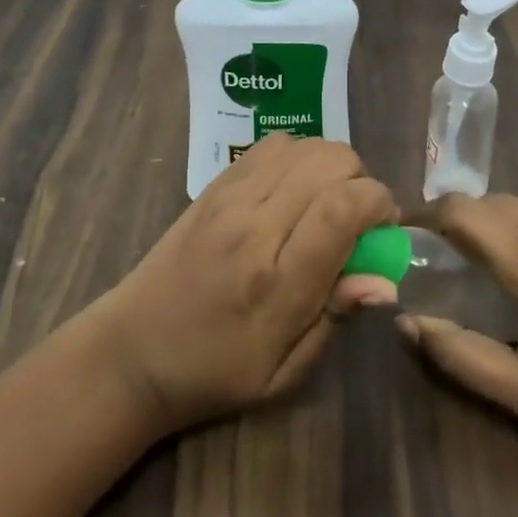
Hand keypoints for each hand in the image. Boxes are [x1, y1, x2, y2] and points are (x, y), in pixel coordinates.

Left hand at [84, 134, 398, 434]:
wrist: (131, 351)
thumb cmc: (214, 372)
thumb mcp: (283, 372)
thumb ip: (335, 316)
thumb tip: (386, 279)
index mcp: (276, 281)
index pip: (343, 207)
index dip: (379, 204)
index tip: (383, 229)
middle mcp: (254, 224)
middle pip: (331, 161)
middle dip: (360, 183)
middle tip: (354, 223)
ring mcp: (230, 196)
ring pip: (306, 144)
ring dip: (331, 167)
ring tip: (324, 205)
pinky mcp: (215, 184)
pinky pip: (274, 144)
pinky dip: (300, 156)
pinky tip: (294, 189)